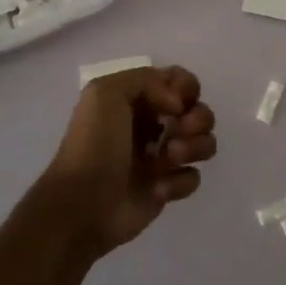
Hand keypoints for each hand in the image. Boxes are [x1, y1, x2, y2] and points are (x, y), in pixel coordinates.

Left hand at [44, 65, 216, 255]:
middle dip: (198, 118)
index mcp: (136, 99)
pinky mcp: (167, 188)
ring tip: (170, 158)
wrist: (82, 204)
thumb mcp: (105, 93)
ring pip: (203, 142)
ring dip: (194, 147)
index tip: (176, 102)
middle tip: (180, 129)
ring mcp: (161, 158)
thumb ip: (146, 80)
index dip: (187, 87)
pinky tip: (157, 189)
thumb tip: (177, 105)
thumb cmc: (94, 145)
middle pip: (198, 110)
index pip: (178, 80)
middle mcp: (152, 125)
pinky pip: (192, 177)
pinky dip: (179, 182)